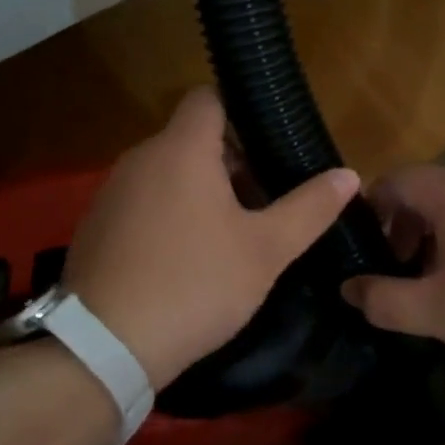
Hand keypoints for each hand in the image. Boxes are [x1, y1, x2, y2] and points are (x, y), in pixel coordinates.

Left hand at [64, 88, 359, 388]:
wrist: (105, 346)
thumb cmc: (195, 284)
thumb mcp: (265, 250)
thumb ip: (309, 208)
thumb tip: (349, 174)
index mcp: (181, 149)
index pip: (209, 98)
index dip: (243, 112)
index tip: (270, 147)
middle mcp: (140, 158)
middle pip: (192, 138)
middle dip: (230, 163)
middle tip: (264, 203)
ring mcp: (112, 192)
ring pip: (167, 172)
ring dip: (200, 191)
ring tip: (230, 235)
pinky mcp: (96, 225)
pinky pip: (142, 202)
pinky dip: (168, 214)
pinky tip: (185, 259)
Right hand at [340, 165, 444, 370]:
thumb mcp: (436, 312)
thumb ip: (383, 300)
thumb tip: (348, 288)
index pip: (394, 180)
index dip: (369, 209)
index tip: (362, 248)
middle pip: (427, 191)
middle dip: (403, 228)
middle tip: (399, 272)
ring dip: (438, 238)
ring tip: (440, 283)